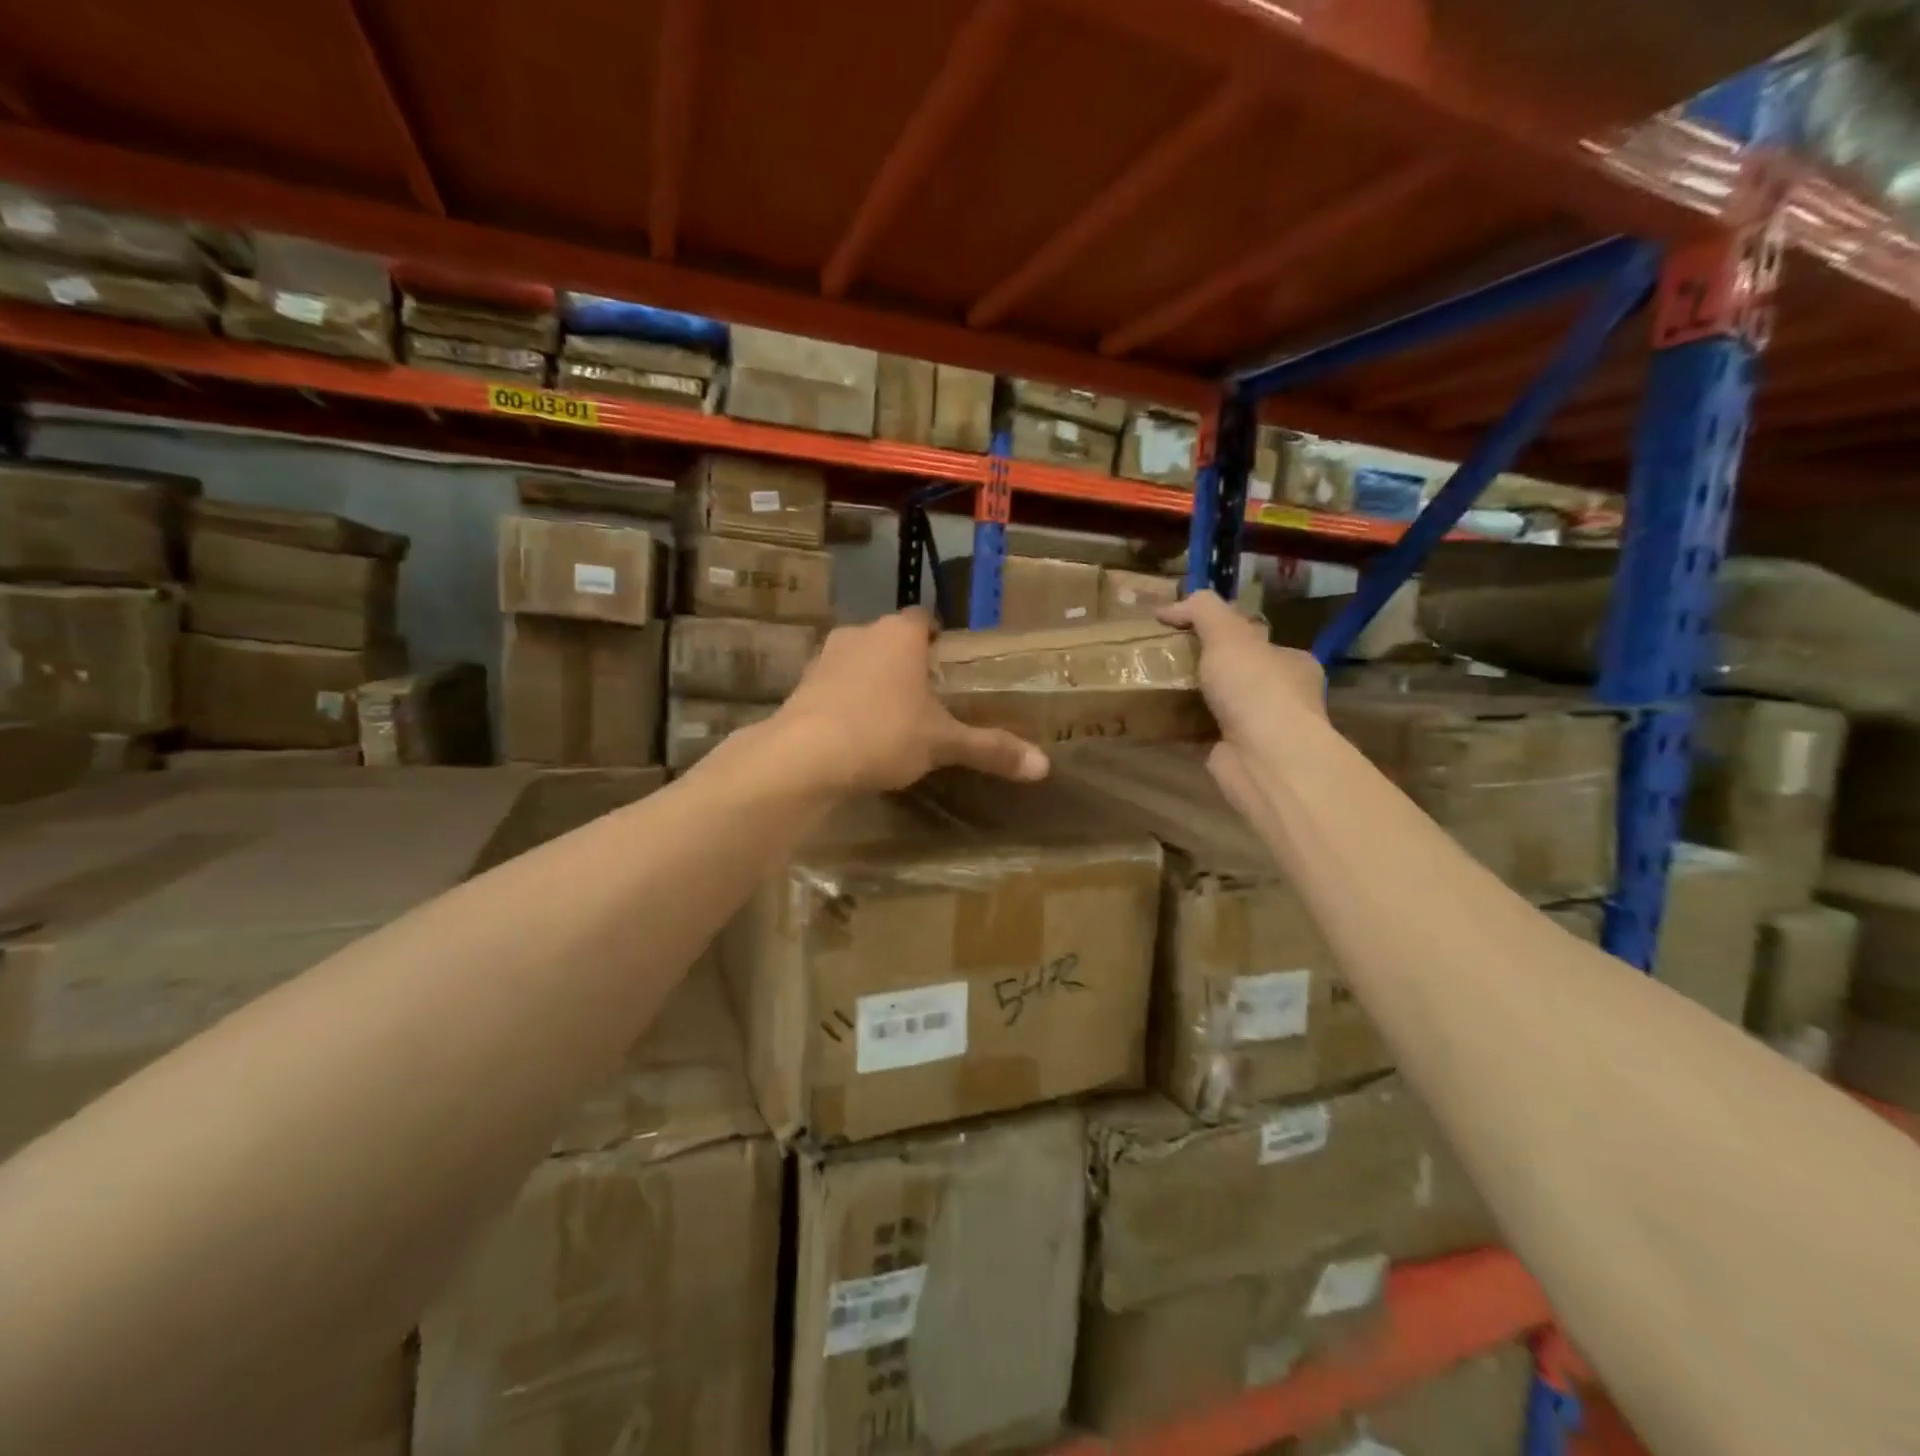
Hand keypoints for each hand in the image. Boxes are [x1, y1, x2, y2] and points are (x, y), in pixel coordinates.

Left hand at [773, 609, 1049, 792]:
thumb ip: (991, 749)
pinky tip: (856, 732)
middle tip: (927, 697)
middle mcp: (861, 633)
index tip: (949, 665)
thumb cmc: (884, 734)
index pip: (923, 619)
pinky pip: (834, 685)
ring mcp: (825, 657)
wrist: (804, 757)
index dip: (938, 638)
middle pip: (890, 639)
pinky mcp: (801, 685)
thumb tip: (1044, 767)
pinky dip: (846, 700)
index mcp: (900, 634)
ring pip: (859, 660)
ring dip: (873, 680)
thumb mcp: (943, 743)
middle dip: (906, 662)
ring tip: (892, 716)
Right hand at [1158, 591, 1327, 824]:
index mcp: (1289, 662)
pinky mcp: (1231, 754)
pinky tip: (1150, 718)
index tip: (1182, 629)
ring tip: (1149, 684)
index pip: (1253, 639)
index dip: (1219, 630)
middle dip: (1198, 666)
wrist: (1265, 760)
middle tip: (1161, 657)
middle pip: (1231, 672)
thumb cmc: (1256, 689)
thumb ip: (1202, 611)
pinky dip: (1175, 727)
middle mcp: (1279, 696)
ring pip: (1212, 704)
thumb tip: (1168, 607)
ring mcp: (1256, 729)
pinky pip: (1196, 734)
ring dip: (1184, 697)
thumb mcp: (1228, 634)